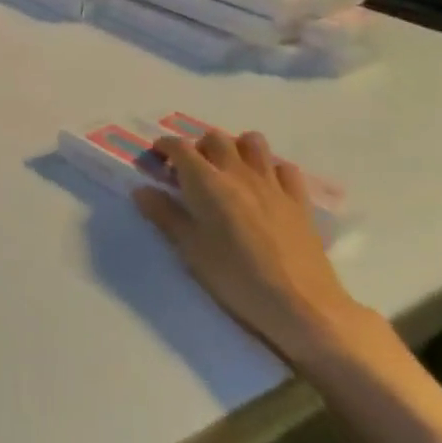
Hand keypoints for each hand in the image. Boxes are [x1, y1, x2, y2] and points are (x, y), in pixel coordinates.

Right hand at [135, 130, 367, 367]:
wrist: (300, 304)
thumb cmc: (235, 277)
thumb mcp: (190, 249)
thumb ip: (164, 215)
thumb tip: (141, 190)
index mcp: (206, 181)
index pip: (180, 147)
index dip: (164, 147)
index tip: (156, 159)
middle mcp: (237, 172)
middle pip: (215, 138)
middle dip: (198, 147)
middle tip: (190, 171)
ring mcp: (272, 183)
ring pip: (252, 142)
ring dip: (236, 148)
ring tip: (228, 171)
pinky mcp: (298, 200)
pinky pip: (284, 168)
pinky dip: (270, 169)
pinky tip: (265, 188)